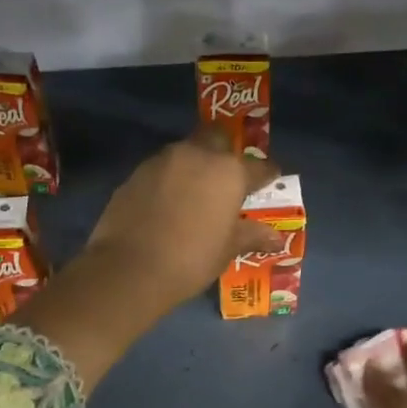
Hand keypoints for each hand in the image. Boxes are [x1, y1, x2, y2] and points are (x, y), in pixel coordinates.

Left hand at [82, 127, 283, 308]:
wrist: (130, 268)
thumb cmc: (191, 259)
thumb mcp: (227, 249)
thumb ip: (252, 235)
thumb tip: (276, 238)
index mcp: (228, 172)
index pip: (258, 166)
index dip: (267, 174)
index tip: (270, 180)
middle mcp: (196, 155)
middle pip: (217, 139)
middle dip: (225, 152)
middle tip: (228, 177)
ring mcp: (162, 161)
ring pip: (185, 152)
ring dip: (194, 165)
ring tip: (196, 192)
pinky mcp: (135, 174)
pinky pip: (161, 170)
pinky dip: (169, 180)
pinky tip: (167, 203)